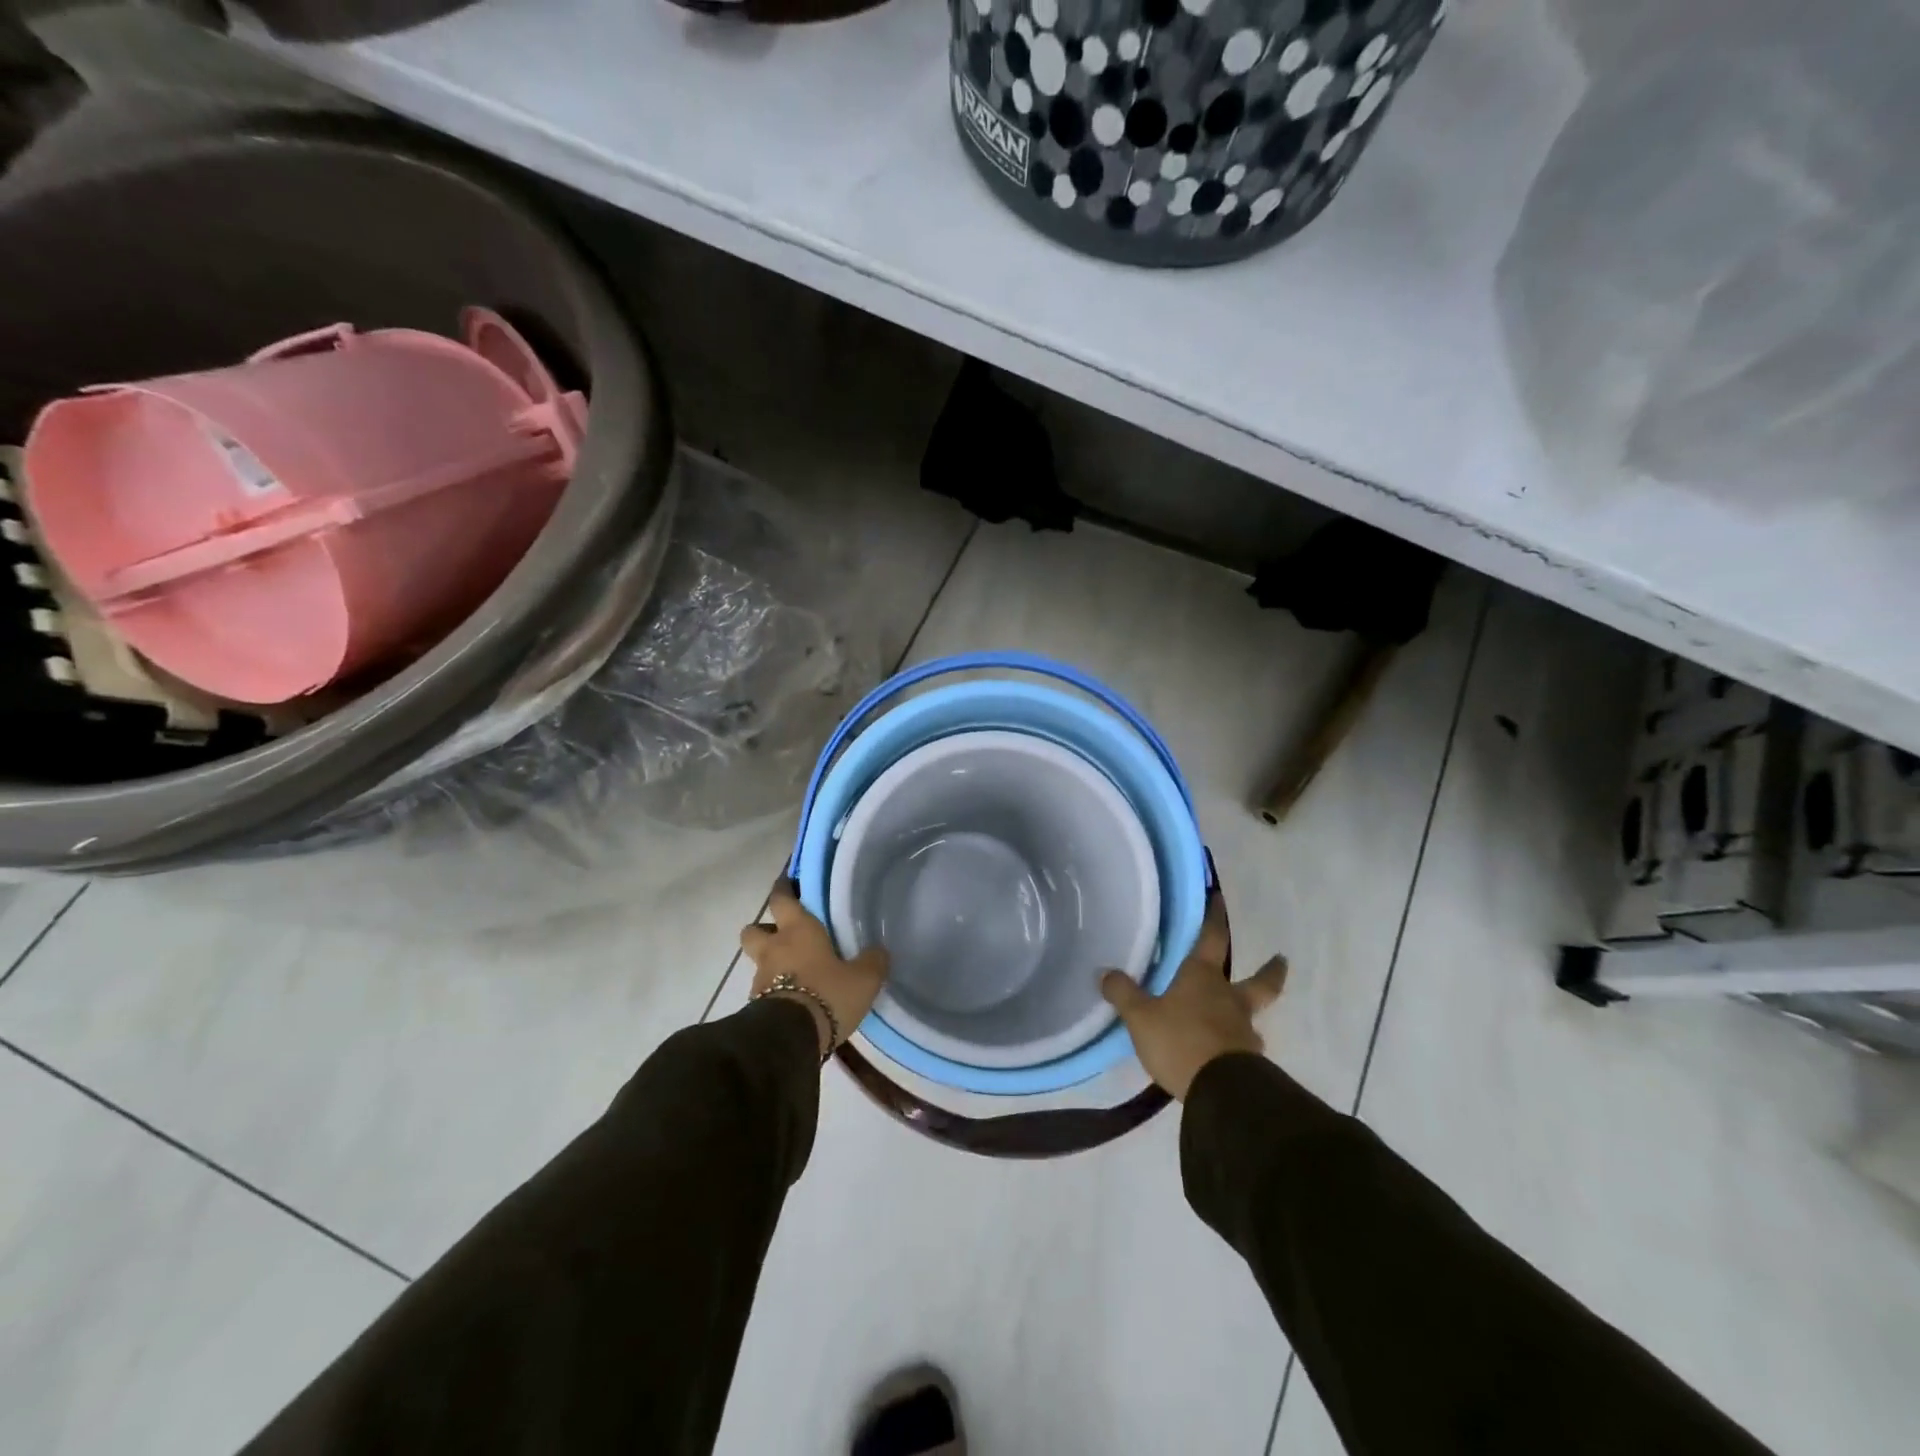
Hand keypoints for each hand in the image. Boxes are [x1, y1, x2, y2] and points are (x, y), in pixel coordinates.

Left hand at [741, 883, 889, 1058]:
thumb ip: (873, 961)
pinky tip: (794, 999)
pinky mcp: (755, 1006)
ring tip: (793, 972)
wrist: (790, 1039)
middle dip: (764, 929)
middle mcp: (774, 948)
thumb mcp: (863, 979)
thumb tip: (879, 951)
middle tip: (784, 935)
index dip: (783, 889)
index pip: (782, 898)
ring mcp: (760, 978)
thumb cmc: (827, 994)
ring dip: (770, 963)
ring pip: (758, 961)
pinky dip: (773, 991)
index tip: (787, 884)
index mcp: (798, 930)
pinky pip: (762, 990)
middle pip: (753, 929)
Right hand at [1100, 894, 1288, 1100]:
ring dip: (1250, 1012)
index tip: (1219, 899)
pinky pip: (1244, 1045)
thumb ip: (1123, 993)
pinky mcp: (1248, 1061)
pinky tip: (1228, 1051)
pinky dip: (1238, 1044)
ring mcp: (1243, 1031)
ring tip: (1243, 1017)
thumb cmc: (1180, 1041)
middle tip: (1281, 959)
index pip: (1212, 938)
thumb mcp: (1140, 1016)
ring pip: (1252, 1014)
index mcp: (1203, 978)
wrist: (1221, 1092)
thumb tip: (1106, 973)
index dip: (1215, 917)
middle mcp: (1229, 998)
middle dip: (1270, 969)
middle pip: (1259, 981)